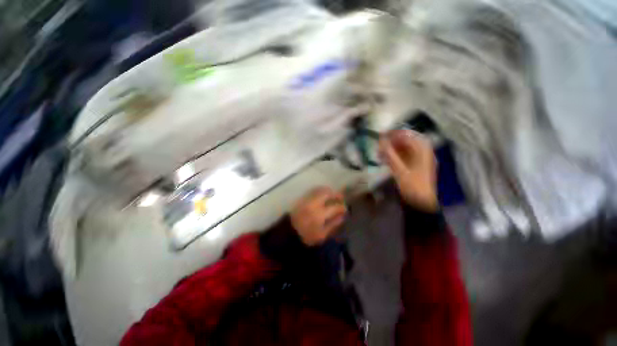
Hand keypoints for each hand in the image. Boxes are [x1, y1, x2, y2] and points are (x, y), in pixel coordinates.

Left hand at [291, 187, 346, 245]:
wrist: (289, 232)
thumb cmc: (307, 236)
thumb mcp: (322, 235)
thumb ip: (333, 224)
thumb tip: (342, 216)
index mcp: (320, 214)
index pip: (335, 207)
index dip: (342, 207)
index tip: (345, 209)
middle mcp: (314, 204)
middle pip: (327, 193)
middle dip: (336, 194)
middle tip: (340, 197)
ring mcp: (307, 200)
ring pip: (320, 190)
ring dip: (328, 191)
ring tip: (332, 195)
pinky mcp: (302, 199)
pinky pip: (313, 191)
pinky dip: (320, 191)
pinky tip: (323, 195)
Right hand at [379, 129, 437, 211]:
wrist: (422, 203)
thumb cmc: (413, 186)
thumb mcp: (400, 171)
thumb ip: (390, 155)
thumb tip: (381, 141)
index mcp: (423, 151)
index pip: (408, 135)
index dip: (394, 134)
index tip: (381, 136)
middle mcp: (423, 152)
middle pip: (406, 141)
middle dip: (391, 142)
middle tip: (378, 146)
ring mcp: (419, 159)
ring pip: (403, 149)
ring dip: (391, 149)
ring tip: (379, 153)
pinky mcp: (414, 166)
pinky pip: (403, 156)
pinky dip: (394, 156)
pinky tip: (385, 159)